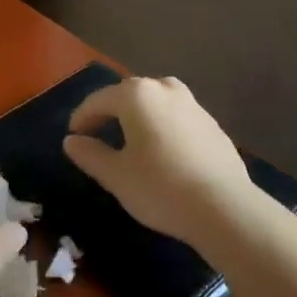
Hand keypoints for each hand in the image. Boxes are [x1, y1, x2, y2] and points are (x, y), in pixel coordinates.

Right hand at [63, 77, 254, 245]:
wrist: (225, 207)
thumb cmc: (161, 187)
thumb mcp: (116, 175)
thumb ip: (90, 154)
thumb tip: (71, 141)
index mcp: (137, 95)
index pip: (99, 100)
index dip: (82, 117)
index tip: (73, 135)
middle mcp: (165, 89)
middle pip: (129, 94)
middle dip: (110, 112)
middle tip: (97, 134)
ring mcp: (193, 104)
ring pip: (156, 102)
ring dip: (138, 116)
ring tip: (129, 139)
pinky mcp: (212, 124)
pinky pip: (176, 117)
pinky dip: (162, 126)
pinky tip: (162, 151)